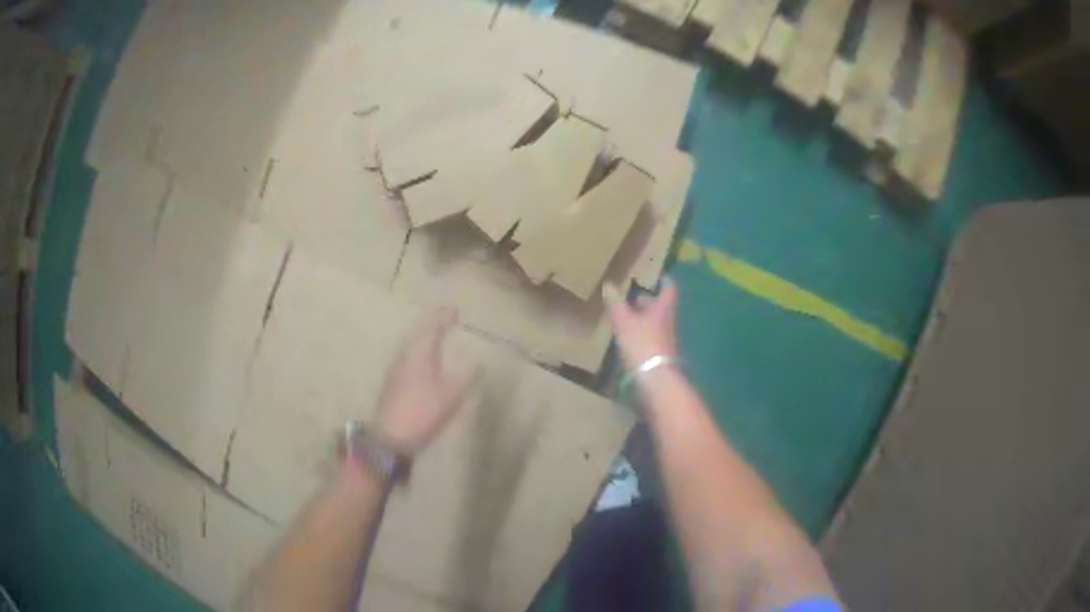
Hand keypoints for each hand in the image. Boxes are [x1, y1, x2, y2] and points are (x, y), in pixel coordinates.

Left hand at [373, 308, 469, 454]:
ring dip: (425, 339)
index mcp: (420, 354)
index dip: (443, 318)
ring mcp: (397, 370)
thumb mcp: (451, 395)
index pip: (433, 328)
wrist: (390, 436)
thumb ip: (467, 375)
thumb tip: (481, 358)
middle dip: (433, 325)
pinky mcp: (393, 383)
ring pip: (412, 346)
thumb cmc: (422, 411)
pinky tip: (423, 361)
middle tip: (445, 319)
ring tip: (436, 337)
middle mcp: (405, 356)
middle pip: (419, 335)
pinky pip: (409, 357)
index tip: (454, 310)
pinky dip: (419, 352)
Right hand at [603, 279, 679, 368]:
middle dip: (648, 302)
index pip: (669, 289)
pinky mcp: (662, 354)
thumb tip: (610, 284)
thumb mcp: (624, 322)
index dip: (664, 281)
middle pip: (661, 307)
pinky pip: (653, 338)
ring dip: (644, 319)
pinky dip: (643, 334)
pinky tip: (631, 339)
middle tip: (634, 299)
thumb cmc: (642, 343)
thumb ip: (616, 304)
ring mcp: (667, 339)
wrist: (656, 378)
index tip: (659, 277)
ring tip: (628, 318)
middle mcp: (669, 321)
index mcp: (663, 308)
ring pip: (656, 323)